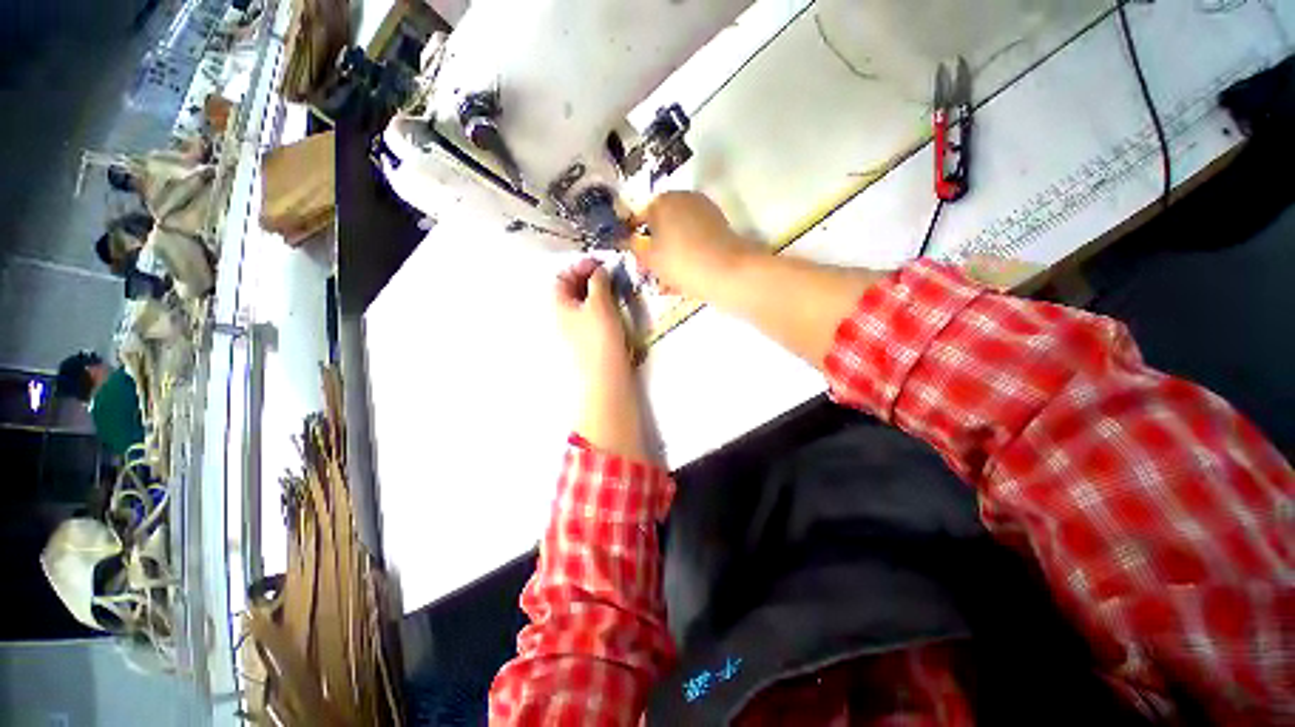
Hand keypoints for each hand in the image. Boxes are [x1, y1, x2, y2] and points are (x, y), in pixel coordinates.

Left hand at [555, 259, 648, 459]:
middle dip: (589, 278)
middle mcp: (563, 315)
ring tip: (616, 289)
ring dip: (597, 292)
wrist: (606, 376)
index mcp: (559, 304)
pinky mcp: (589, 339)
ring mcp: (575, 329)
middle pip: (571, 289)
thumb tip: (600, 270)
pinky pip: (592, 315)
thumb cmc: (600, 337)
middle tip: (610, 275)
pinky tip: (615, 307)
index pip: (562, 276)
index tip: (600, 264)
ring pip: (583, 302)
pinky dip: (602, 306)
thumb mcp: (599, 304)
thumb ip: (598, 282)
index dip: (579, 266)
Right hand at [631, 191, 755, 299]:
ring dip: (670, 257)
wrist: (726, 272)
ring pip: (678, 235)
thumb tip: (630, 240)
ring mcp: (704, 211)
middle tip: (650, 273)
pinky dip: (687, 255)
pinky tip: (684, 278)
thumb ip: (635, 247)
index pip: (639, 218)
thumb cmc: (680, 262)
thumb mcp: (649, 257)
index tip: (633, 259)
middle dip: (654, 250)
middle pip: (661, 225)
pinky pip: (695, 240)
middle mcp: (684, 198)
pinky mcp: (719, 227)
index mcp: (662, 200)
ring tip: (667, 283)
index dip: (633, 240)